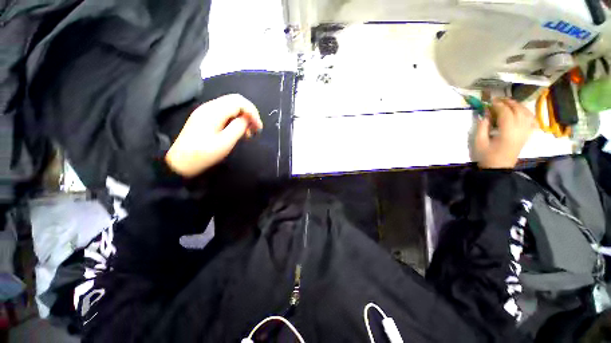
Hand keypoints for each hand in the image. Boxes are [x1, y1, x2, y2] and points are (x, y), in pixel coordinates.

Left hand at [165, 94, 262, 176]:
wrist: (179, 163)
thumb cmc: (203, 154)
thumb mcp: (225, 142)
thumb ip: (238, 127)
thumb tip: (248, 119)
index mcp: (214, 111)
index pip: (239, 101)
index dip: (252, 112)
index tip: (258, 128)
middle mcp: (209, 107)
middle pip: (235, 101)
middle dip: (249, 114)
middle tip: (255, 129)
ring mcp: (206, 112)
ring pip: (231, 107)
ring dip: (243, 118)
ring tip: (248, 134)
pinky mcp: (205, 118)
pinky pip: (225, 113)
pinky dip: (235, 120)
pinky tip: (238, 132)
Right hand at [474, 98, 536, 168]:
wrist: (499, 168)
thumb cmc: (487, 156)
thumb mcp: (479, 141)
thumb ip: (482, 126)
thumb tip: (485, 113)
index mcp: (507, 131)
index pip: (505, 112)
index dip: (497, 105)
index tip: (489, 102)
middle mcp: (520, 129)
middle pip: (518, 110)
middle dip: (508, 102)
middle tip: (498, 100)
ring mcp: (526, 132)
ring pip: (526, 113)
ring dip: (518, 105)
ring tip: (508, 103)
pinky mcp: (527, 135)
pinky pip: (532, 120)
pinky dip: (527, 113)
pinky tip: (521, 112)